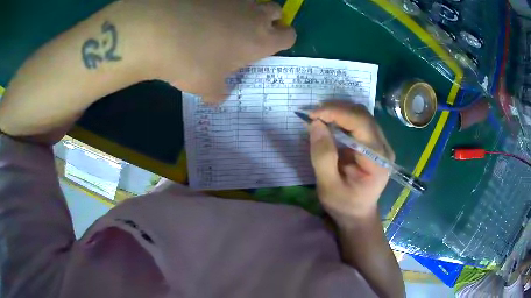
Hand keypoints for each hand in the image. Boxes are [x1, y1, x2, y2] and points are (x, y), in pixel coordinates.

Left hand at [127, 0, 295, 102]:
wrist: (161, 32)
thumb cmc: (193, 63)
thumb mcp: (206, 87)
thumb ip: (217, 93)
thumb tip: (216, 98)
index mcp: (260, 41)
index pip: (288, 36)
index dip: (283, 39)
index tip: (270, 45)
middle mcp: (253, 16)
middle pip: (276, 10)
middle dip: (270, 19)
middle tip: (251, 30)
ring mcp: (234, 0)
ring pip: (252, 1)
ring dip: (245, 10)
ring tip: (224, 22)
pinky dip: (220, 5)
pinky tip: (202, 14)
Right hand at [308, 103, 394, 224]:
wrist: (358, 214)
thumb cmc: (344, 204)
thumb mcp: (328, 186)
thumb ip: (323, 156)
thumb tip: (316, 124)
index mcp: (377, 160)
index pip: (361, 124)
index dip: (337, 113)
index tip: (313, 114)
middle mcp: (384, 147)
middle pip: (362, 115)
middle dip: (336, 109)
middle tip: (314, 114)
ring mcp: (382, 144)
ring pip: (362, 115)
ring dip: (339, 111)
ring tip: (320, 116)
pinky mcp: (376, 143)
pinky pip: (360, 122)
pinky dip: (343, 118)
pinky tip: (330, 122)